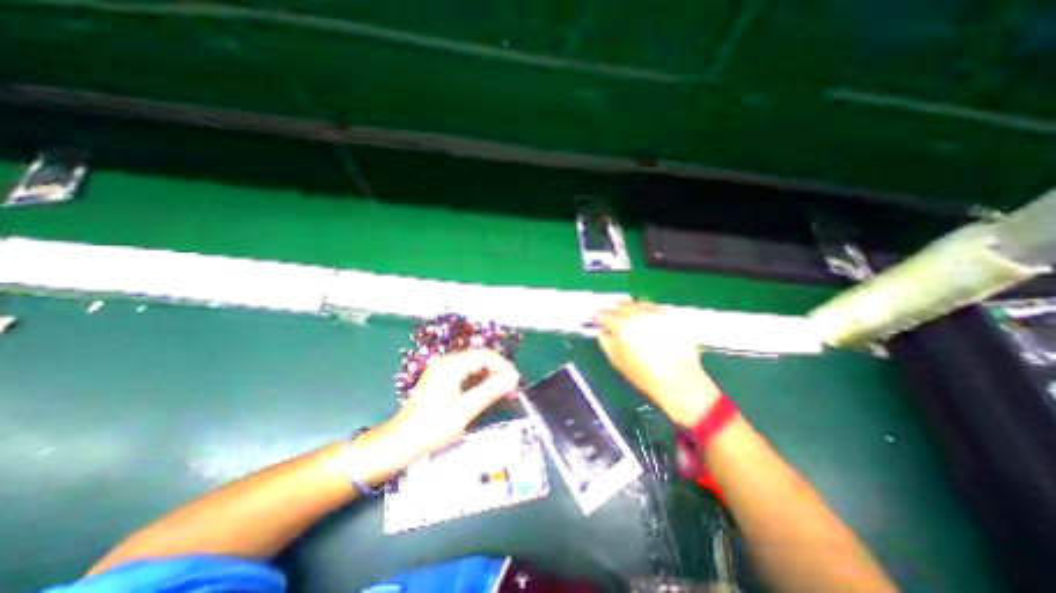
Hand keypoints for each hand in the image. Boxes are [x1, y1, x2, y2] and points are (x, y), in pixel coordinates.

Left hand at [385, 349, 522, 460]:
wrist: (399, 442)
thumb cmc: (430, 428)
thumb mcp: (463, 411)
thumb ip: (489, 392)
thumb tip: (513, 379)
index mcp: (450, 365)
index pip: (484, 356)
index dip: (503, 366)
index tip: (516, 381)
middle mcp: (447, 361)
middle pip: (480, 358)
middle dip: (499, 370)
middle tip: (513, 387)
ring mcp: (444, 369)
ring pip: (476, 365)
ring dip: (492, 376)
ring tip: (506, 391)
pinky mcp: (444, 378)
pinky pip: (468, 373)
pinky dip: (481, 381)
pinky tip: (491, 392)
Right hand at [599, 301, 722, 425]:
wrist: (679, 381)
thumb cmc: (644, 374)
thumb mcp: (616, 361)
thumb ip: (605, 342)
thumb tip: (602, 331)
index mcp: (622, 326)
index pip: (604, 315)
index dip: (598, 316)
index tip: (595, 319)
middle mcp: (638, 315)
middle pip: (620, 306)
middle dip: (613, 312)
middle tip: (611, 319)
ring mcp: (655, 314)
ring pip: (636, 304)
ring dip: (629, 309)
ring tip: (628, 317)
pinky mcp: (670, 316)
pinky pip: (652, 308)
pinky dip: (645, 311)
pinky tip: (646, 320)